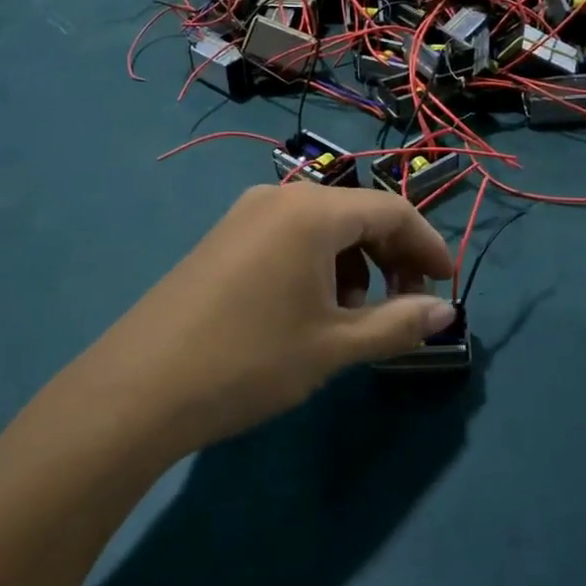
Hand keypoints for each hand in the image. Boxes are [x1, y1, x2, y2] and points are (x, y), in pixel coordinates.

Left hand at [89, 184, 455, 454]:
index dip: (428, 246)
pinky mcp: (222, 238)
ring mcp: (244, 215)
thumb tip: (444, 313)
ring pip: (322, 227)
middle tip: (406, 306)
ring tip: (355, 317)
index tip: (446, 286)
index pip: (392, 211)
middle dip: (392, 256)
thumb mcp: (334, 346)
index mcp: (312, 210)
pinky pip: (288, 238)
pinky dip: (317, 265)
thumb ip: (397, 324)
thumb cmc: (249, 360)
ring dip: (354, 264)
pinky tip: (310, 310)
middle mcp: (279, 197)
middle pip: (357, 214)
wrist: (139, 388)